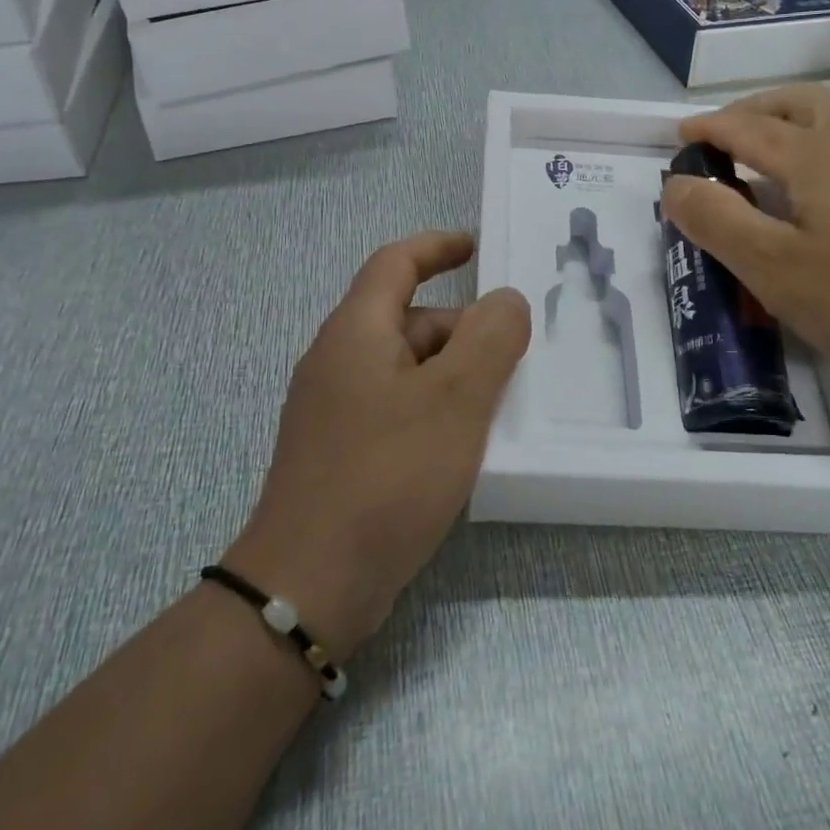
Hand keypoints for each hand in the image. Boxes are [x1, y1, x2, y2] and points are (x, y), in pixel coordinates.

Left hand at [223, 231, 530, 656]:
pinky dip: (437, 410)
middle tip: (518, 355)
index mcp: (356, 332)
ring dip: (455, 374)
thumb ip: (490, 338)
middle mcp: (339, 362)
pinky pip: (399, 409)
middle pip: (408, 319)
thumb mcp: (455, 398)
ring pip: (408, 369)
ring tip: (504, 402)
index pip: (395, 264)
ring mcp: (336, 411)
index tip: (477, 247)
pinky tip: (468, 444)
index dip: (437, 246)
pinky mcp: (344, 452)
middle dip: (464, 328)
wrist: (311, 583)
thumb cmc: (388, 476)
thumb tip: (505, 301)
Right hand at [660, 85, 829, 446]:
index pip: (745, 127)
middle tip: (720, 138)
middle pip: (796, 102)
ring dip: (789, 122)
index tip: (677, 137)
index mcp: (816, 152)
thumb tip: (676, 184)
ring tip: (764, 156)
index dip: (706, 129)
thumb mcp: (771, 267)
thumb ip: (715, 220)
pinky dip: (819, 144)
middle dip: (751, 111)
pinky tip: (819, 189)